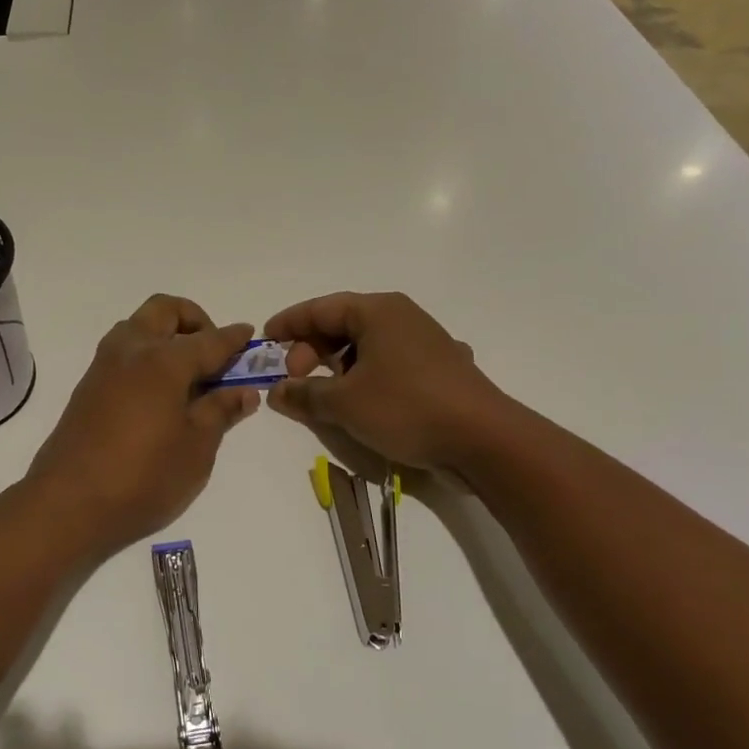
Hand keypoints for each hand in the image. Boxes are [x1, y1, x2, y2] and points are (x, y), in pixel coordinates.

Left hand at [29, 295, 260, 558]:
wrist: (68, 504)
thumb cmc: (143, 477)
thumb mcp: (196, 448)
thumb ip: (220, 412)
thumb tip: (243, 392)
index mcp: (163, 361)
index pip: (208, 340)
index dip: (233, 339)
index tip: (249, 335)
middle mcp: (130, 351)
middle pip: (164, 311)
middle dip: (194, 319)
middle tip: (213, 352)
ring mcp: (104, 367)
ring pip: (138, 327)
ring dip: (166, 335)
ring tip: (188, 375)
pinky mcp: (88, 387)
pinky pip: (123, 352)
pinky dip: (146, 355)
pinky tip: (160, 392)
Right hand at [264, 292, 501, 471]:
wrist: (483, 440)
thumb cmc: (406, 408)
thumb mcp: (344, 403)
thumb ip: (304, 394)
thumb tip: (276, 392)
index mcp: (378, 311)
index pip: (321, 308)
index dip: (289, 323)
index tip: (265, 340)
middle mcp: (403, 317)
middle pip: (343, 324)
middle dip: (312, 349)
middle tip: (295, 379)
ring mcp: (425, 342)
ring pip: (367, 346)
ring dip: (338, 366)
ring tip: (324, 394)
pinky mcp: (440, 369)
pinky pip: (390, 363)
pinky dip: (366, 376)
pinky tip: (363, 401)